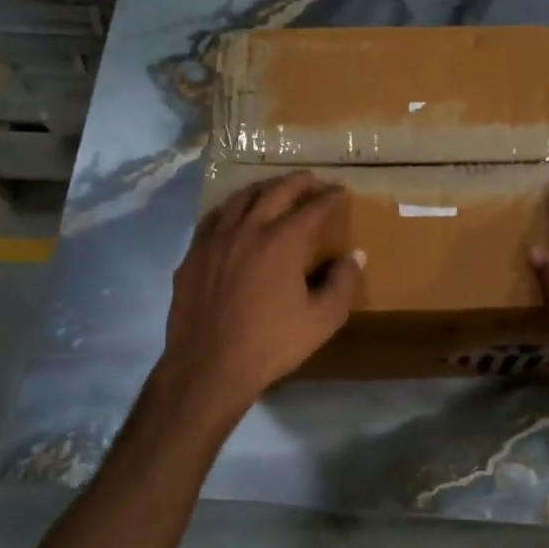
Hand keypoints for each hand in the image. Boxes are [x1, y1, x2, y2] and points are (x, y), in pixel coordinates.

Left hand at [158, 171, 362, 418]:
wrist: (209, 366)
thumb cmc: (271, 344)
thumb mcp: (321, 320)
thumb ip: (343, 283)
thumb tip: (355, 255)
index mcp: (282, 241)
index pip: (311, 208)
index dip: (329, 197)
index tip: (340, 191)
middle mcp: (247, 229)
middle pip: (274, 191)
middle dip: (297, 182)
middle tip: (311, 180)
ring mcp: (214, 240)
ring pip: (239, 199)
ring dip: (262, 189)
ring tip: (273, 189)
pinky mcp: (193, 255)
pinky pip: (213, 219)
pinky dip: (231, 209)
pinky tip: (233, 217)